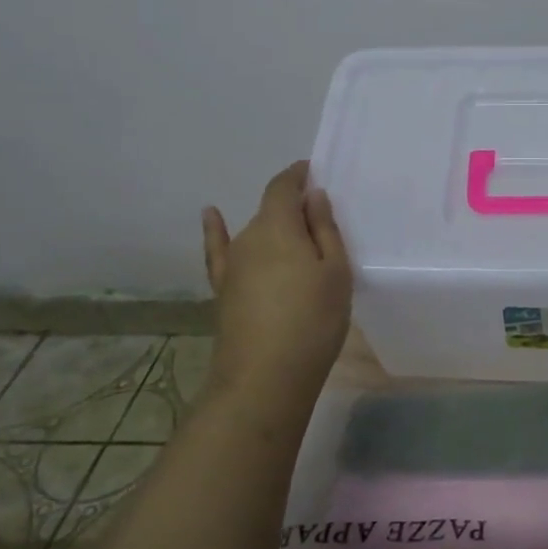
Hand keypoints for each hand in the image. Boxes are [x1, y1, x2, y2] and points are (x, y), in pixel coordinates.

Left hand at [201, 161, 352, 406]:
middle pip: (272, 211)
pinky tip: (211, 216)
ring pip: (256, 233)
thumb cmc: (313, 320)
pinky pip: (219, 251)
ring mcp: (232, 264)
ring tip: (301, 237)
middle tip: (325, 223)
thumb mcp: (336, 271)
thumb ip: (324, 230)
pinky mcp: (223, 289)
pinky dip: (216, 231)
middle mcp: (249, 237)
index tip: (315, 171)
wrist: (266, 377)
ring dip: (276, 228)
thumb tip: (312, 196)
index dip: (297, 175)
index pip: (283, 187)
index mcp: (279, 227)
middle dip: (295, 209)